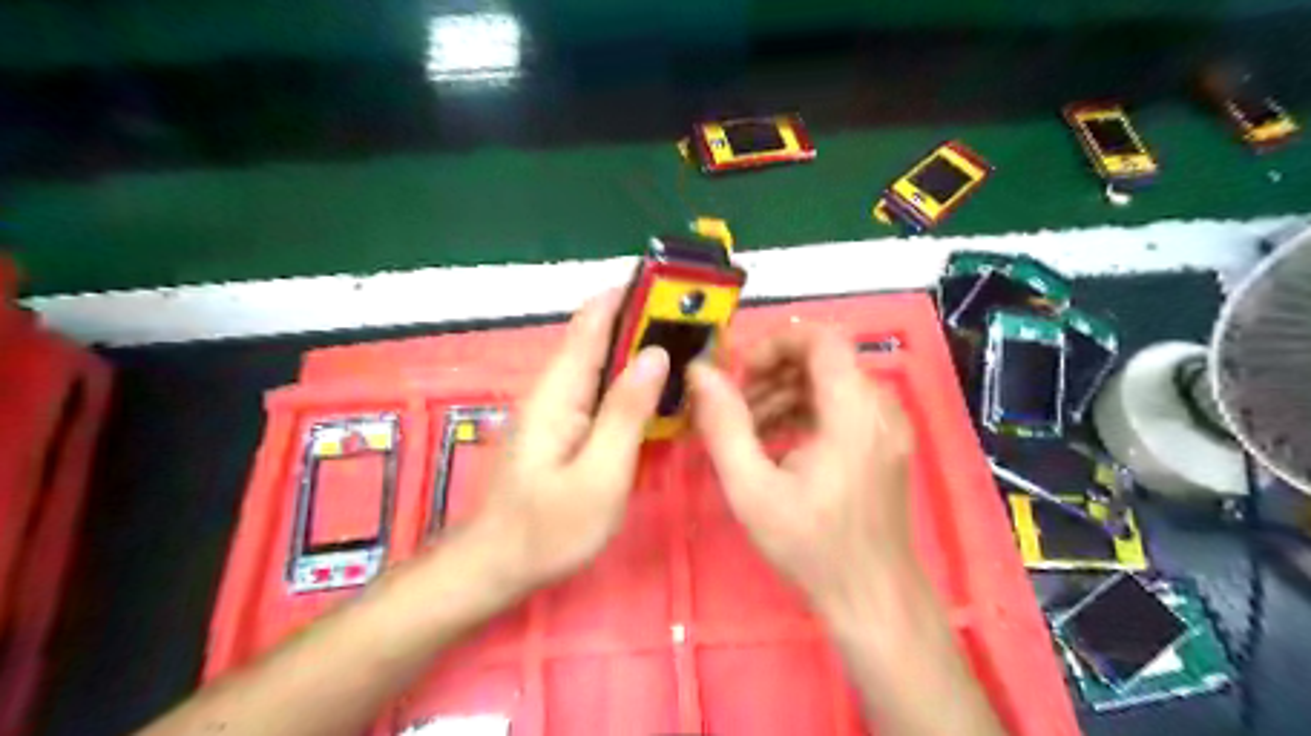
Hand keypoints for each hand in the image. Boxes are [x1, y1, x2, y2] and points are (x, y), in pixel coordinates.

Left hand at [471, 290, 670, 593]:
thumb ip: (626, 412)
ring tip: (691, 350)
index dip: (631, 295)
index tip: (675, 287)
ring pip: (604, 361)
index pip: (593, 320)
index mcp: (560, 389)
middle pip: (601, 335)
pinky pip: (602, 388)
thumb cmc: (548, 528)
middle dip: (647, 323)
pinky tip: (660, 391)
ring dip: (643, 350)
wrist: (497, 565)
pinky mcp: (564, 424)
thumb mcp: (599, 475)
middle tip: (699, 326)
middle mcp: (556, 386)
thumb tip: (656, 354)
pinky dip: (632, 379)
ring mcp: (558, 405)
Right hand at [691, 329, 915, 613]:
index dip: (776, 341)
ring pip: (830, 383)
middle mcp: (880, 407)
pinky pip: (841, 408)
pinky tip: (773, 444)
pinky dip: (804, 413)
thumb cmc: (812, 547)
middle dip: (772, 373)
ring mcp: (887, 425)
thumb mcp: (753, 489)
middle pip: (823, 360)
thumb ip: (723, 425)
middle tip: (733, 405)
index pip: (822, 338)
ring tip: (745, 430)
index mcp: (854, 411)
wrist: (873, 599)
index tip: (739, 371)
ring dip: (784, 394)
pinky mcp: (883, 443)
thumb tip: (699, 372)